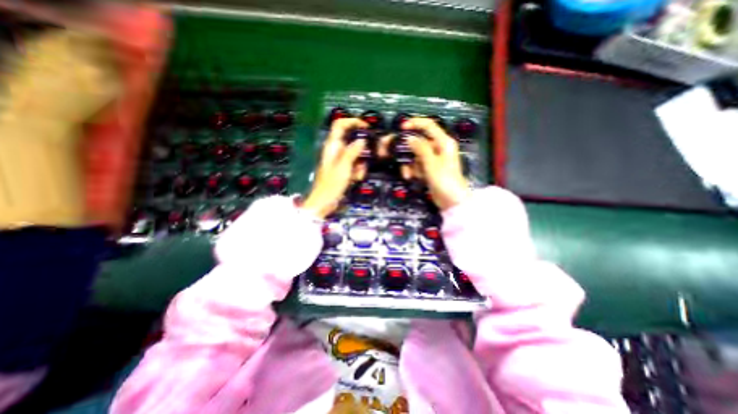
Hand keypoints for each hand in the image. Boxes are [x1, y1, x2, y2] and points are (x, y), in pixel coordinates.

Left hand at [300, 118, 368, 217]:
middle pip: (352, 141)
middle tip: (364, 161)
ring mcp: (340, 160)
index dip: (352, 121)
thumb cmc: (331, 185)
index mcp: (332, 146)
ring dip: (360, 164)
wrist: (324, 202)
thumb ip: (352, 151)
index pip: (340, 124)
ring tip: (356, 175)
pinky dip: (357, 171)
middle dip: (361, 151)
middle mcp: (336, 150)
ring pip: (356, 155)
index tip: (366, 127)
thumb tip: (362, 140)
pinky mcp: (344, 169)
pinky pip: (355, 165)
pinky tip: (355, 179)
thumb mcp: (343, 167)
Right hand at [401, 118, 468, 210]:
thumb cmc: (445, 181)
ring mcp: (433, 160)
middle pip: (418, 142)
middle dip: (406, 149)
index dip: (415, 123)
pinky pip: (417, 165)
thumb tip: (410, 138)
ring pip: (415, 155)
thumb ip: (420, 148)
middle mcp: (438, 148)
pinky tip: (410, 177)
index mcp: (443, 142)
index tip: (401, 127)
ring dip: (409, 163)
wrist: (452, 201)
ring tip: (408, 174)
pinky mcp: (429, 169)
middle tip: (392, 151)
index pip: (429, 125)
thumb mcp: (432, 163)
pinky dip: (412, 170)